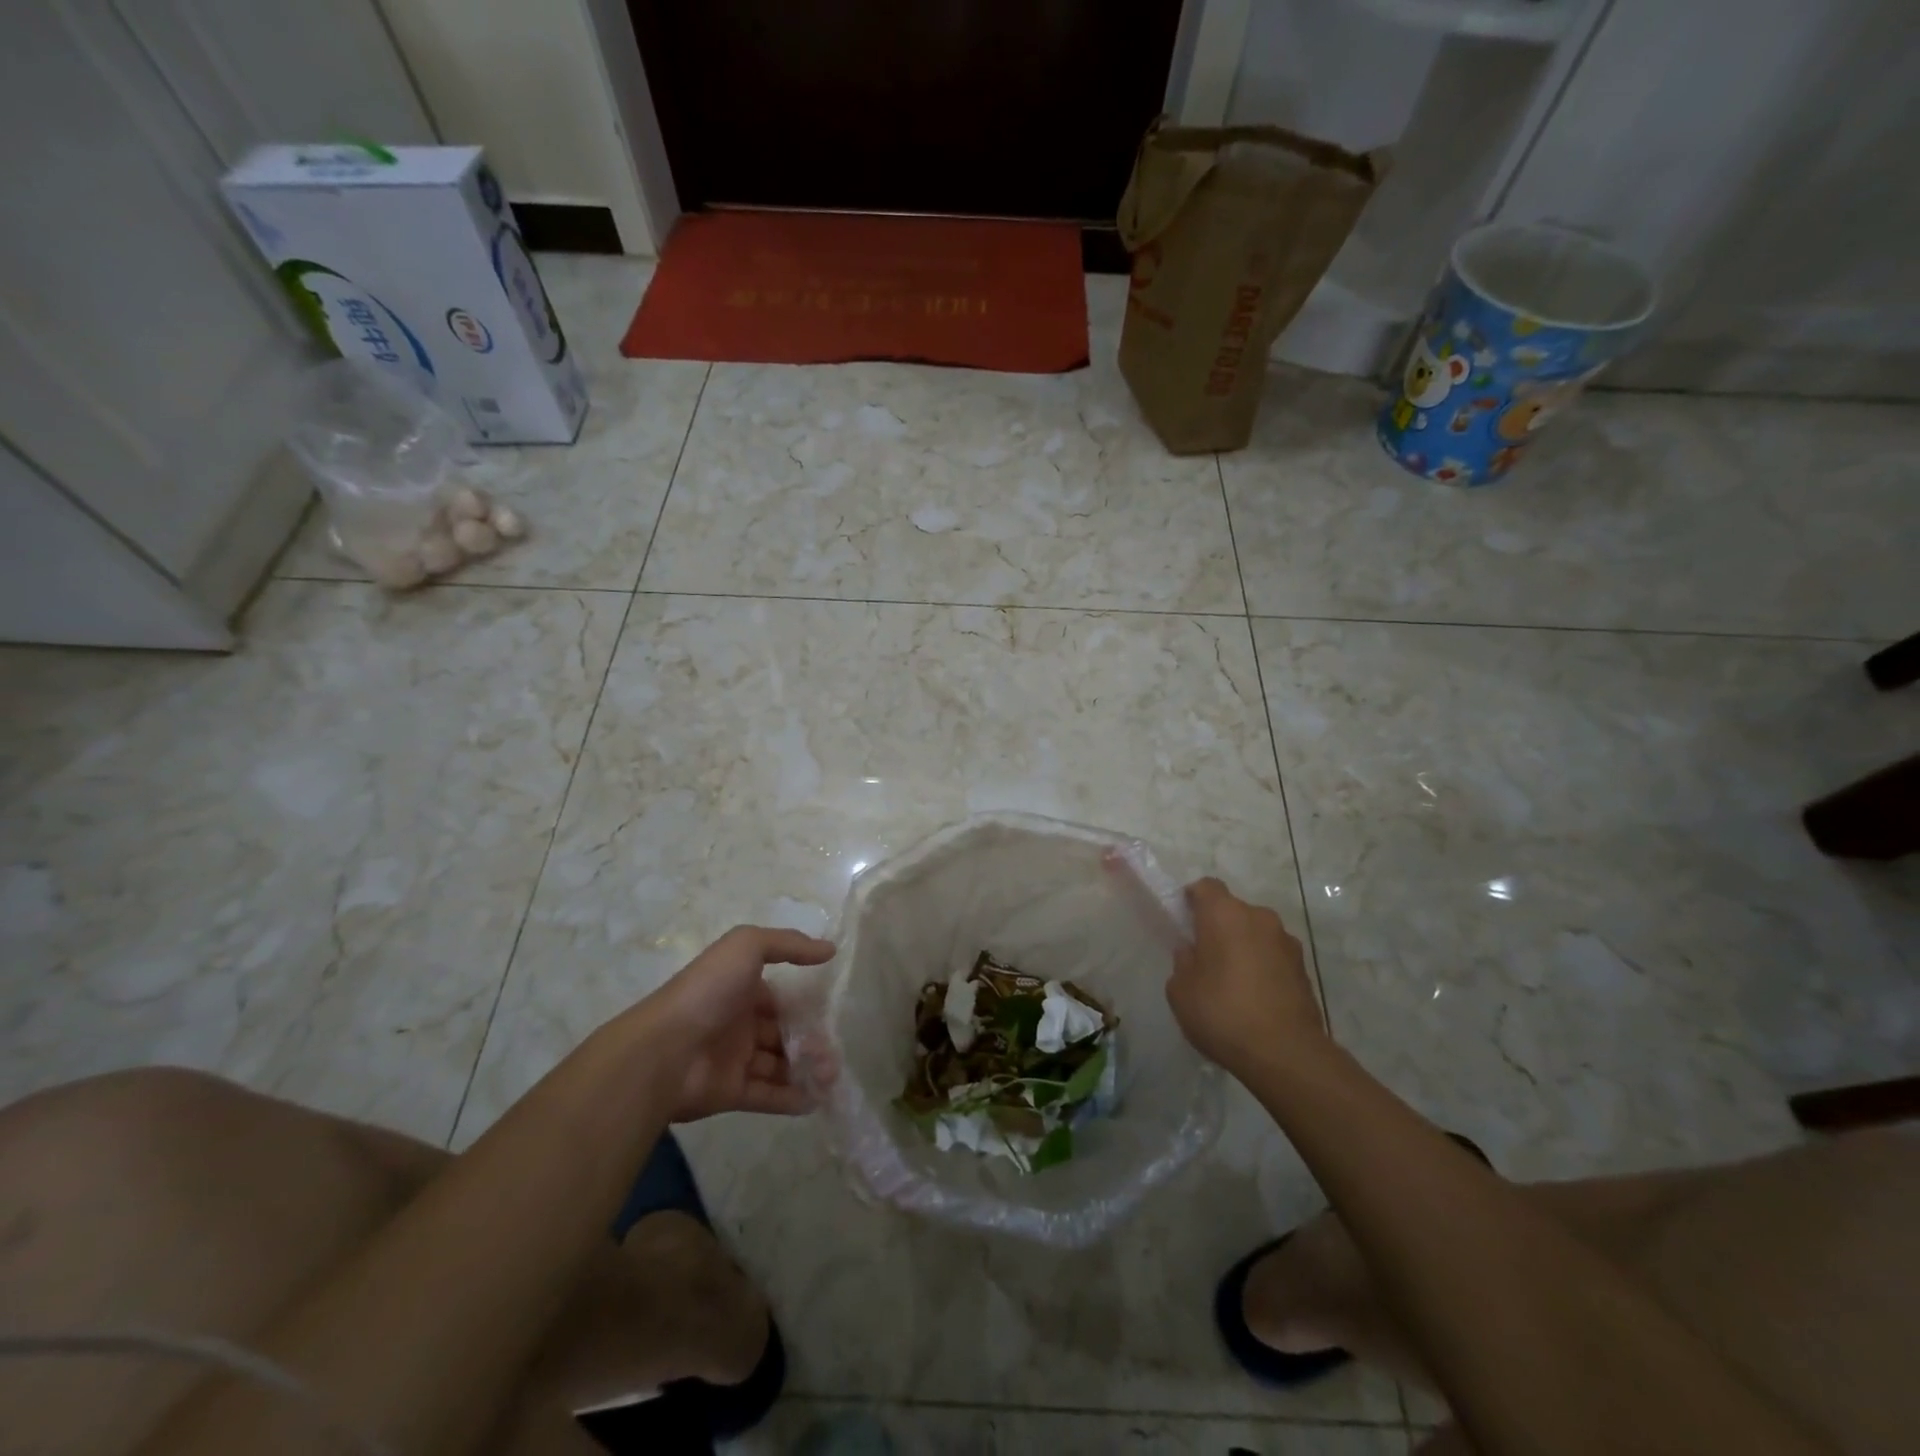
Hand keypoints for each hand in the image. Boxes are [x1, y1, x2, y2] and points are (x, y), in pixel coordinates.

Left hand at [644, 925, 835, 1121]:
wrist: (664, 1050)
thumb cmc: (708, 991)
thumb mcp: (746, 946)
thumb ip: (789, 944)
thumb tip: (829, 950)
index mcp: (740, 989)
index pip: (780, 999)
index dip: (805, 1007)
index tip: (830, 1016)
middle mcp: (738, 1023)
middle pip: (783, 1034)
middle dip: (811, 1043)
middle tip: (833, 1056)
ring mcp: (733, 1060)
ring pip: (779, 1065)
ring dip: (807, 1070)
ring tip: (830, 1077)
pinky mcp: (730, 1093)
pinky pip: (767, 1096)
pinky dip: (792, 1098)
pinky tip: (816, 1100)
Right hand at [1166, 878, 1324, 1075]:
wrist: (1286, 1054)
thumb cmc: (1222, 1012)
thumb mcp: (1180, 990)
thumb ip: (1183, 962)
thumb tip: (1193, 952)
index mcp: (1224, 914)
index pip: (1206, 887)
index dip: (1193, 899)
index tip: (1184, 921)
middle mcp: (1259, 918)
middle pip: (1233, 910)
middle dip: (1218, 926)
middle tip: (1205, 956)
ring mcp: (1286, 942)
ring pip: (1256, 933)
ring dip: (1243, 946)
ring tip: (1232, 981)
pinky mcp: (1304, 968)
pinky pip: (1274, 956)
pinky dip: (1263, 967)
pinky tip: (1254, 997)